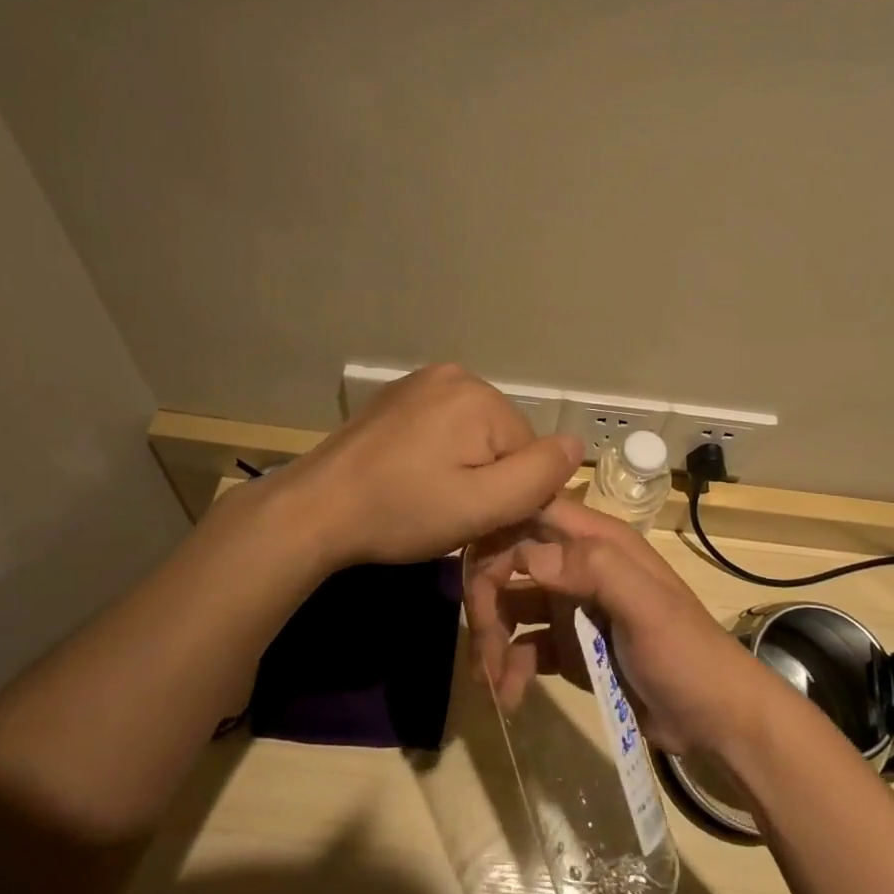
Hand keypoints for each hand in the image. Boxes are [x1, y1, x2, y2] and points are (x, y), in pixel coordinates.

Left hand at [255, 364, 583, 570]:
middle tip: (448, 510)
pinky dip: (439, 449)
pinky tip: (410, 473)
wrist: (316, 508)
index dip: (511, 493)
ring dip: (464, 463)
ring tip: (426, 494)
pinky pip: (443, 423)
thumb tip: (577, 443)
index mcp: (479, 396)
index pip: (529, 451)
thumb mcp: (481, 506)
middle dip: (487, 475)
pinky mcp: (398, 394)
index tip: (477, 519)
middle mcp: (455, 374)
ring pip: (474, 432)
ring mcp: (422, 380)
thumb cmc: (402, 511)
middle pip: (502, 437)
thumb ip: (538, 477)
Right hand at [463, 498, 785, 759]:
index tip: (471, 569)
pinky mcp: (568, 648)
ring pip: (513, 605)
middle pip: (513, 561)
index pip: (534, 513)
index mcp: (598, 542)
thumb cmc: (686, 654)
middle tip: (481, 646)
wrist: (716, 722)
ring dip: (493, 639)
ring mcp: (572, 608)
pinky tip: (510, 698)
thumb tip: (527, 555)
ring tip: (490, 682)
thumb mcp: (648, 607)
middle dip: (488, 598)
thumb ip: (594, 570)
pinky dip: (511, 668)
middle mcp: (578, 566)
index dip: (498, 530)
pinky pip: (525, 647)